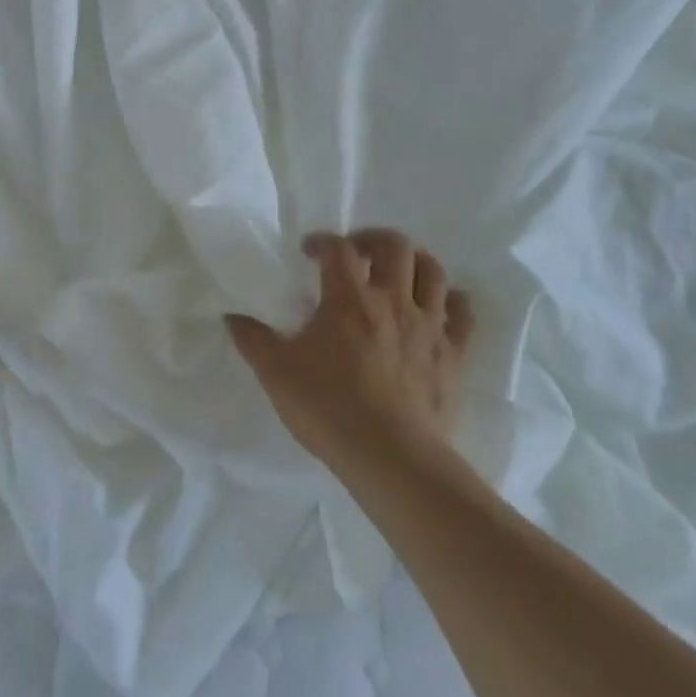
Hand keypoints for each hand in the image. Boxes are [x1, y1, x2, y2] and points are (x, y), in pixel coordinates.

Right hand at [226, 230, 472, 471]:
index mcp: (349, 298)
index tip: (308, 252)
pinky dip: (452, 302)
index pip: (338, 248)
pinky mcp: (454, 355)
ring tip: (398, 272)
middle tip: (358, 252)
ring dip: (415, 262)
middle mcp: (393, 300)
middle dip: (374, 239)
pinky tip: (440, 307)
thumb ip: (252, 340)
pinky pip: (463, 315)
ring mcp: (429, 326)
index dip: (322, 241)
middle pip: (394, 246)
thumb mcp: (276, 373)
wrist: (390, 456)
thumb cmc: (328, 408)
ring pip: (433, 271)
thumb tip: (232, 315)